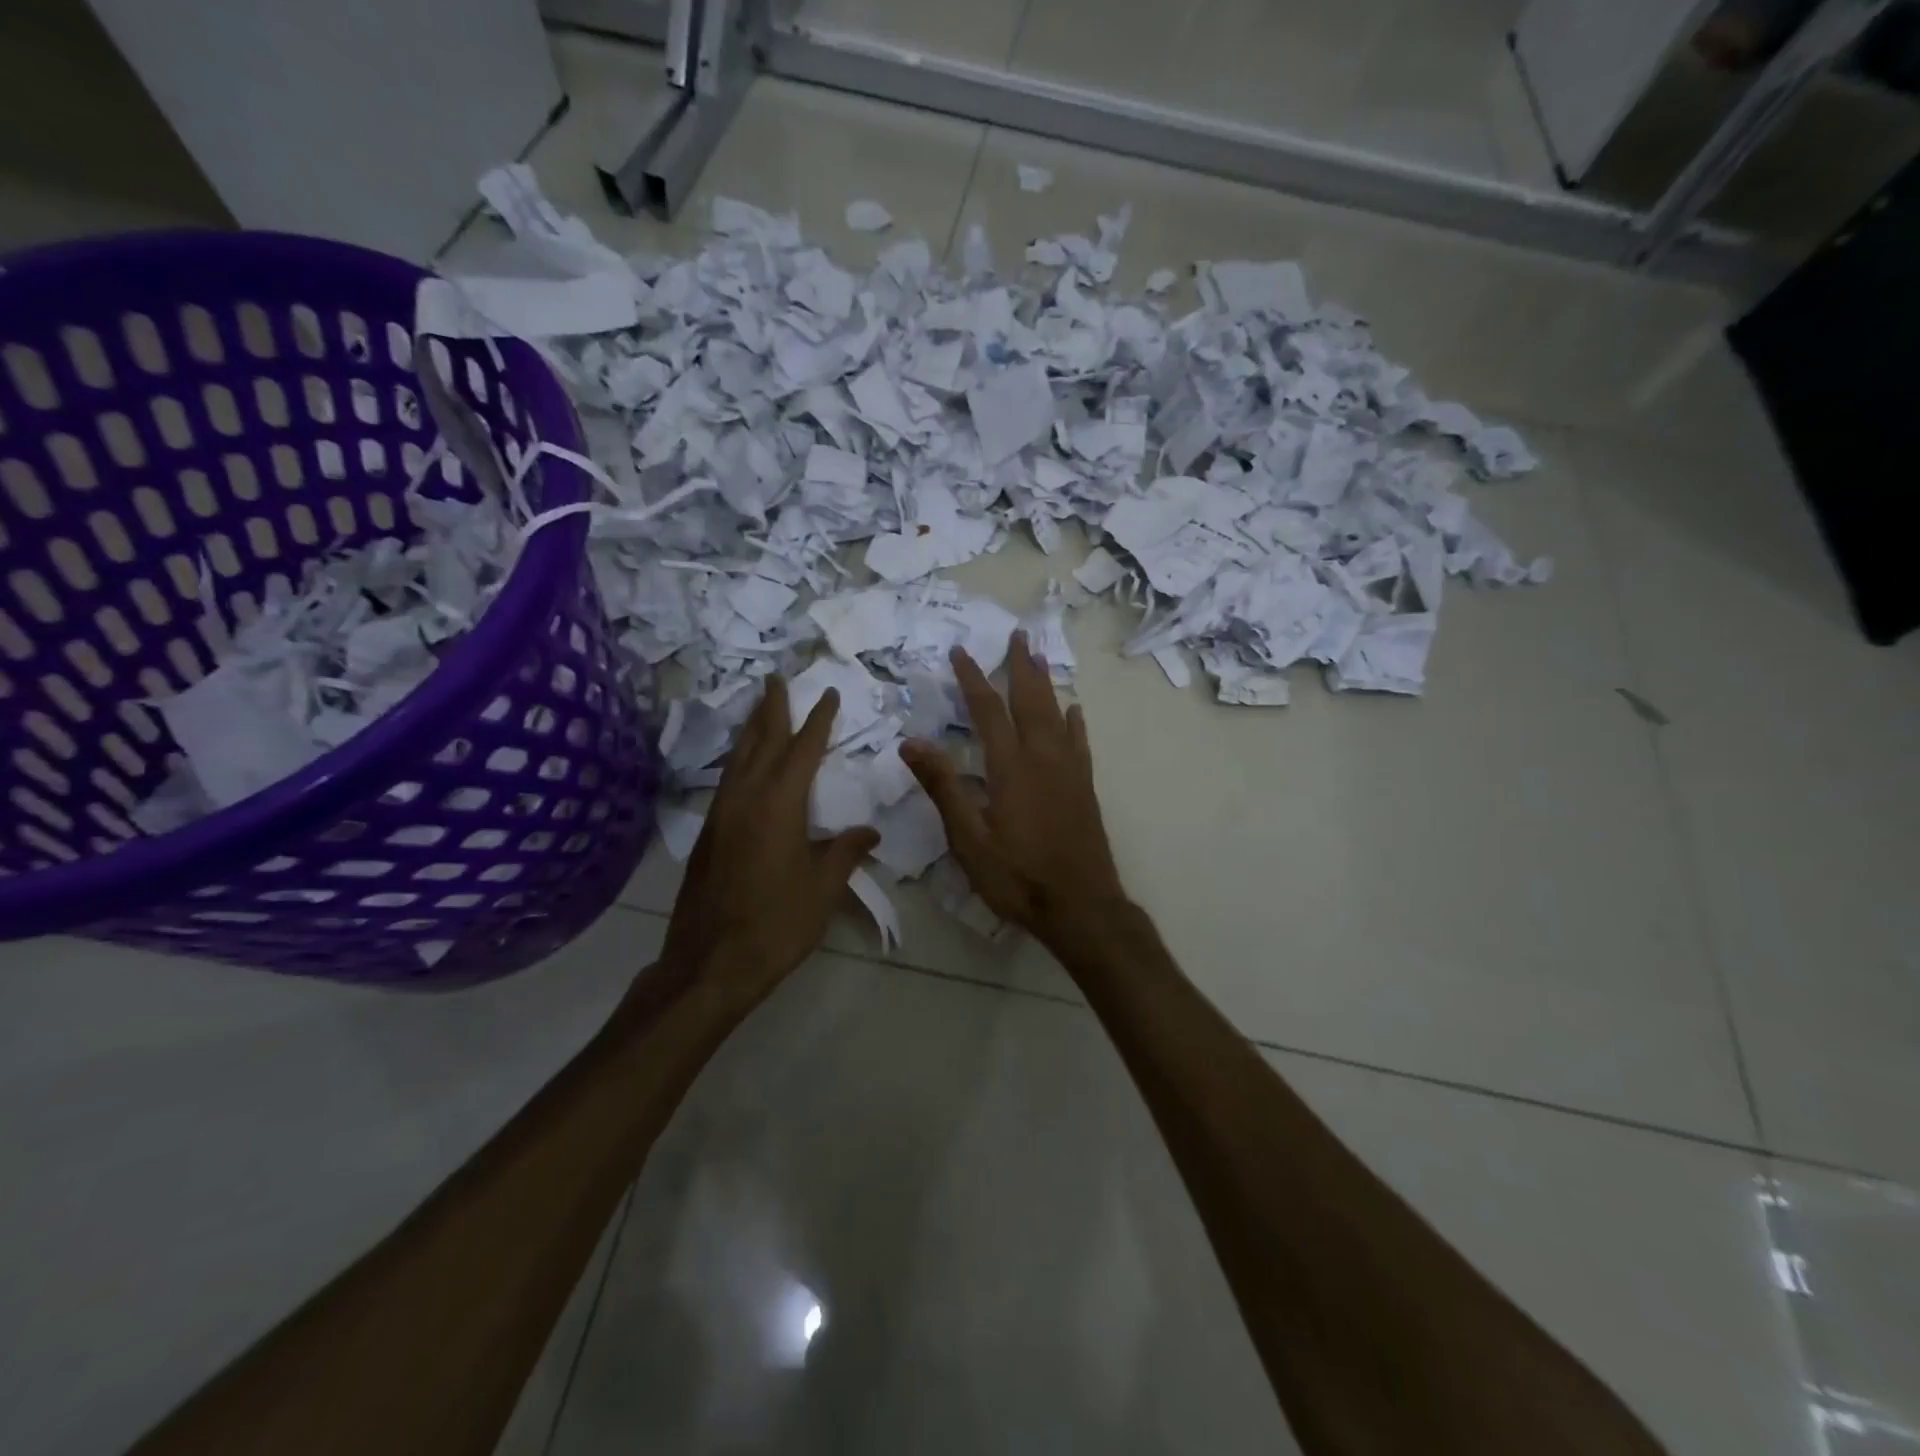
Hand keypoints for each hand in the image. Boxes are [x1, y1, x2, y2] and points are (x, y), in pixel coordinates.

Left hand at [659, 676, 878, 1017]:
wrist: (710, 963)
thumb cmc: (776, 924)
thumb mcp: (823, 889)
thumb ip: (845, 852)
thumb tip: (869, 831)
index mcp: (779, 804)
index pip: (802, 749)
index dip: (817, 720)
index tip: (827, 694)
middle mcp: (746, 798)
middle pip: (761, 741)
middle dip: (773, 709)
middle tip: (777, 679)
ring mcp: (721, 814)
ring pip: (738, 758)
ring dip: (752, 729)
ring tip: (761, 708)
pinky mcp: (708, 834)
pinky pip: (727, 780)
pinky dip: (740, 760)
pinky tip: (744, 765)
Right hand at [902, 631, 1127, 949]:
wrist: (1081, 906)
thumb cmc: (1017, 876)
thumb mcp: (968, 838)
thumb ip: (943, 787)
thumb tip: (911, 741)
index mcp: (1010, 767)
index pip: (988, 710)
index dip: (972, 678)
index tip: (960, 651)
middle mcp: (1043, 758)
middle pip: (1030, 700)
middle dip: (1020, 666)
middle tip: (1018, 634)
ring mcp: (1069, 771)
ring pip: (1056, 714)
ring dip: (1045, 683)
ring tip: (1039, 657)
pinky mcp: (1084, 787)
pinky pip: (1079, 742)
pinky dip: (1074, 722)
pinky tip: (1074, 711)